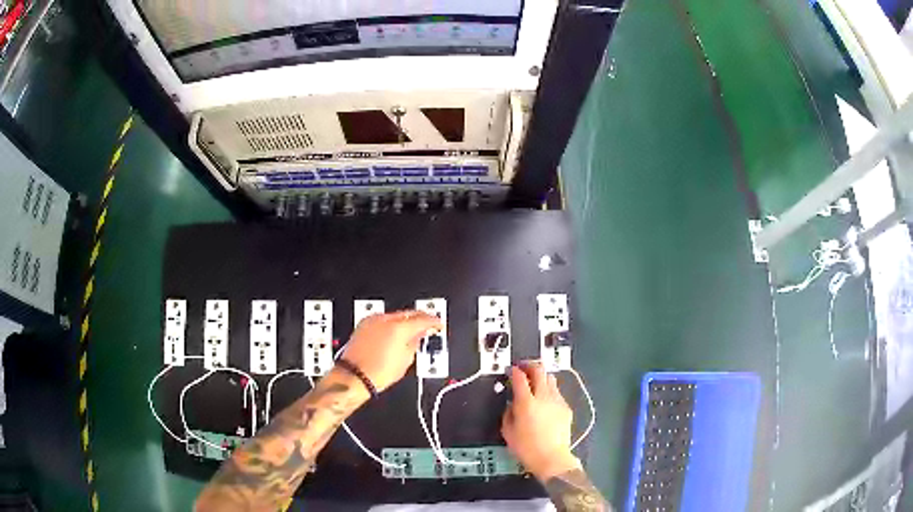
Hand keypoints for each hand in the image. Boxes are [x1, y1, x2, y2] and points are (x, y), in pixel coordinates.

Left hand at [337, 310, 441, 391]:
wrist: (354, 376)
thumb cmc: (376, 372)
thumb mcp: (406, 360)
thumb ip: (416, 342)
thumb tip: (419, 335)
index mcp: (399, 328)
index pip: (423, 319)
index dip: (434, 322)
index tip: (438, 325)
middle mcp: (385, 320)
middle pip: (409, 313)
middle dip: (420, 319)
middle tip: (428, 326)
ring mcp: (373, 321)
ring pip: (395, 315)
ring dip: (405, 321)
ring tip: (411, 332)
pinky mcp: (364, 324)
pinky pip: (383, 319)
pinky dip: (391, 324)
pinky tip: (395, 333)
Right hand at [501, 362, 580, 481]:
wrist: (552, 458)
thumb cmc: (526, 448)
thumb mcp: (508, 431)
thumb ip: (508, 413)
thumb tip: (511, 404)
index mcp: (526, 403)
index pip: (520, 377)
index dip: (514, 370)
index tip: (511, 370)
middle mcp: (543, 397)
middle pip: (539, 370)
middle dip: (530, 365)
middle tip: (523, 368)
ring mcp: (557, 401)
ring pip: (551, 378)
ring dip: (541, 377)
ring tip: (535, 383)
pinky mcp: (566, 408)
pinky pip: (557, 393)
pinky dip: (549, 391)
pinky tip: (545, 401)